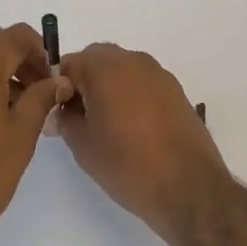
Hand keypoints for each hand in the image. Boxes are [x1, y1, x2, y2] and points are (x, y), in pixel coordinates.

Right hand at [54, 43, 230, 235]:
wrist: (189, 187)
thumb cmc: (128, 165)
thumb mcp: (83, 145)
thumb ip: (65, 119)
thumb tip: (62, 109)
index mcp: (105, 68)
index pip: (69, 63)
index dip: (57, 86)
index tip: (58, 112)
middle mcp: (133, 61)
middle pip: (97, 58)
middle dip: (83, 80)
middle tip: (79, 115)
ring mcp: (158, 73)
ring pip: (122, 68)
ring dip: (108, 84)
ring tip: (106, 122)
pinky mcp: (176, 90)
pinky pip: (142, 81)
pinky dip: (130, 92)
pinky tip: (132, 125)